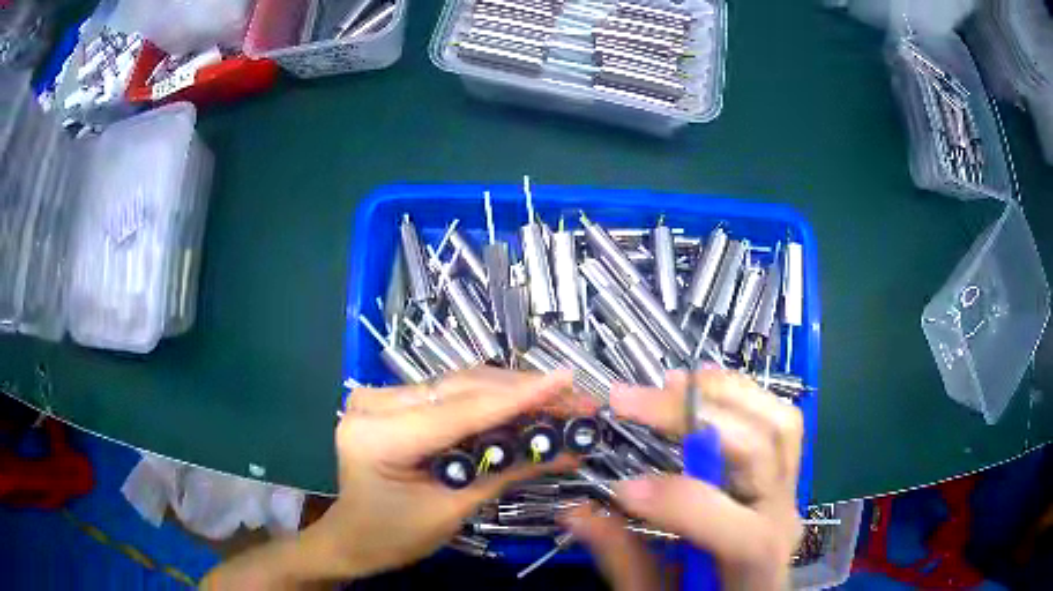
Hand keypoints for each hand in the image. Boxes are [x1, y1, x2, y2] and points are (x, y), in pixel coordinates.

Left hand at [202, 368, 580, 588]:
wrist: (354, 536)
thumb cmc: (395, 534)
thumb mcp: (452, 510)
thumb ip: (506, 472)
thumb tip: (565, 449)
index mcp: (376, 436)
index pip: (459, 412)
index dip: (518, 397)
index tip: (566, 381)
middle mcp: (372, 403)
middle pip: (461, 390)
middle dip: (522, 394)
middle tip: (574, 399)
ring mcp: (379, 396)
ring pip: (459, 386)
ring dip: (511, 394)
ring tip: (559, 402)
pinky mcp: (392, 400)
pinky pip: (449, 395)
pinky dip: (489, 401)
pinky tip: (523, 405)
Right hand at [565, 368, 803, 590]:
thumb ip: (623, 558)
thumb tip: (577, 511)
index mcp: (757, 561)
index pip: (734, 525)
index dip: (676, 501)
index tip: (619, 488)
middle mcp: (782, 516)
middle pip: (759, 449)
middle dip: (692, 416)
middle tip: (630, 401)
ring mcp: (787, 491)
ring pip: (778, 424)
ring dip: (725, 394)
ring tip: (673, 384)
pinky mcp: (782, 477)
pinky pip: (779, 425)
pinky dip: (743, 397)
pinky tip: (708, 389)